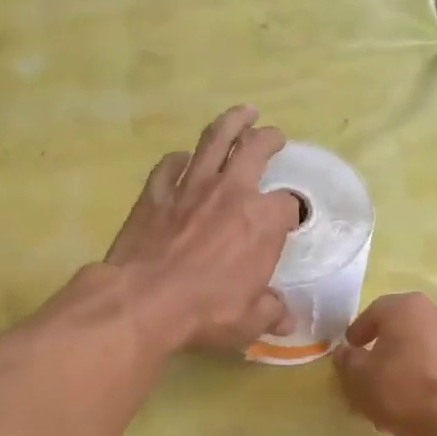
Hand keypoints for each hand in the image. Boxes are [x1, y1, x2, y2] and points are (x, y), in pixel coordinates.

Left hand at [105, 106, 301, 352]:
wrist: (143, 300)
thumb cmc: (205, 312)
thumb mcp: (249, 322)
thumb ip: (271, 313)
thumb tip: (286, 318)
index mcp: (263, 221)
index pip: (290, 205)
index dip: (293, 212)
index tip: (290, 220)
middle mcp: (232, 192)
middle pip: (256, 149)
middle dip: (270, 139)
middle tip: (274, 136)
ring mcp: (191, 186)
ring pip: (215, 139)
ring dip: (232, 122)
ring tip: (244, 113)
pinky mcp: (156, 191)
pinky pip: (171, 164)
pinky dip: (181, 159)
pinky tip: (184, 160)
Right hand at [332, 293, 436, 435]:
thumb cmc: (401, 391)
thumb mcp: (358, 377)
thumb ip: (347, 360)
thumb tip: (346, 352)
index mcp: (406, 308)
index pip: (374, 312)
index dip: (358, 331)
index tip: (350, 350)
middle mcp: (436, 314)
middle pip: (400, 329)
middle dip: (382, 348)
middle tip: (368, 371)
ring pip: (420, 348)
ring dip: (404, 364)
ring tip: (390, 392)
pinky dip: (423, 377)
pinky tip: (414, 402)